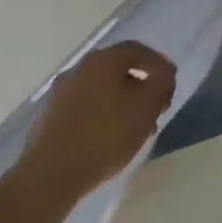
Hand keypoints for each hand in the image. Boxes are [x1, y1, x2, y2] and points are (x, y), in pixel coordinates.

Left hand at [19, 41, 176, 199]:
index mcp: (103, 60)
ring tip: (135, 128)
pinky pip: (85, 106)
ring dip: (121, 102)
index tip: (171, 82)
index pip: (137, 50)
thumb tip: (163, 74)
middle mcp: (80, 67)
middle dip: (140, 85)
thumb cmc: (105, 135)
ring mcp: (61, 91)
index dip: (158, 63)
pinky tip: (109, 138)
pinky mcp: (50, 115)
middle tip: (155, 107)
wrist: (51, 172)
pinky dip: (102, 114)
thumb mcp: (146, 108)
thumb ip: (161, 85)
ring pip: (101, 89)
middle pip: (117, 69)